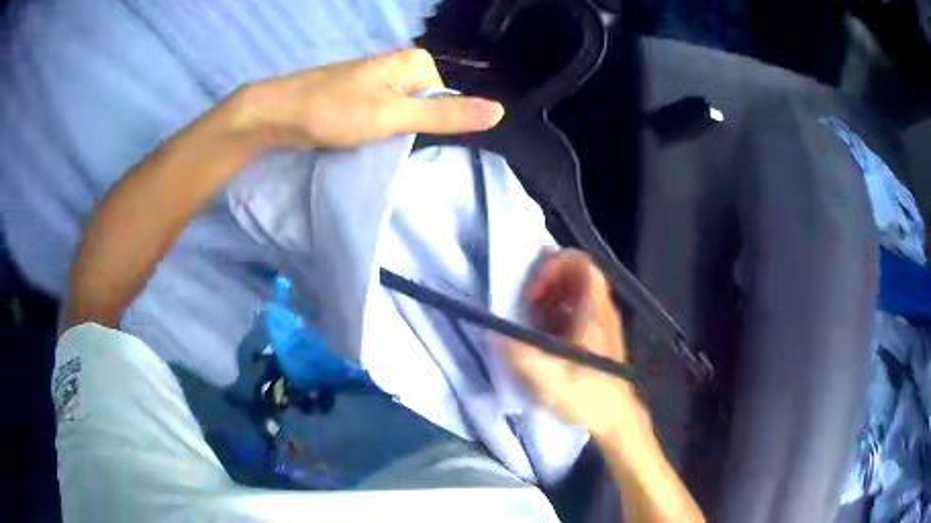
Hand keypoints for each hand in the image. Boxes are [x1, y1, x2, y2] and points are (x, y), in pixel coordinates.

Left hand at [229, 48, 504, 148]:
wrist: (276, 114)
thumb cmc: (335, 111)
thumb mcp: (395, 116)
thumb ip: (446, 116)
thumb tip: (500, 111)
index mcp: (415, 62)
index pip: (447, 100)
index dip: (433, 124)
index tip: (406, 139)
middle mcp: (399, 65)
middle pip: (426, 105)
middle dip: (411, 128)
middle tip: (386, 142)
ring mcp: (377, 79)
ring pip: (403, 112)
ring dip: (392, 132)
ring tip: (370, 142)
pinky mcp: (359, 94)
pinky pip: (383, 114)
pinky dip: (376, 130)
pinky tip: (361, 138)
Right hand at [506, 250, 648, 440]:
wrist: (616, 421)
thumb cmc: (586, 397)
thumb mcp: (546, 377)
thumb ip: (517, 352)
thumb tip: (494, 332)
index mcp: (593, 311)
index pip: (581, 263)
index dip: (553, 266)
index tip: (533, 292)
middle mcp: (601, 311)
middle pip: (577, 274)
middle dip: (547, 282)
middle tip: (527, 304)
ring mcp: (602, 324)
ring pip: (576, 294)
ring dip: (550, 299)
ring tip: (531, 321)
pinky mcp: (598, 339)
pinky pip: (577, 312)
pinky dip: (557, 315)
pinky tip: (543, 338)